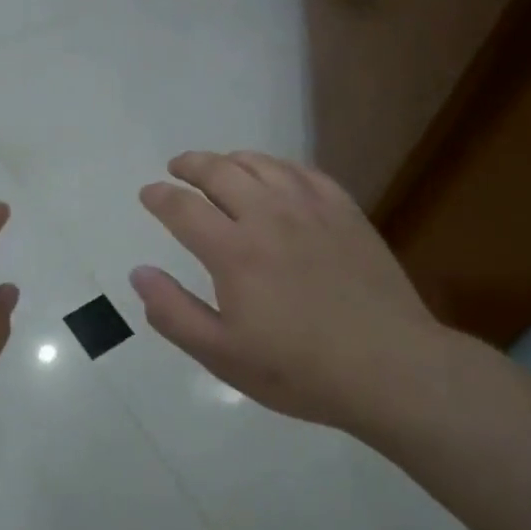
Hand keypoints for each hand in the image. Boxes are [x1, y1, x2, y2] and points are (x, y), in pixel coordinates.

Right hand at [131, 150, 449, 434]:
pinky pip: (304, 171)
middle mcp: (267, 216)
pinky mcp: (345, 212)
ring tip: (219, 166)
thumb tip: (139, 273)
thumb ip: (173, 312)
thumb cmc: (299, 369)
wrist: (391, 369)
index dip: (159, 197)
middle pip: (219, 171)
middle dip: (190, 165)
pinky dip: (278, 165)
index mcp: (233, 250)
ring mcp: (311, 209)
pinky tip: (274, 174)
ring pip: (261, 164)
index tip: (148, 194)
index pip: (182, 207)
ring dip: (231, 159)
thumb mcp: (223, 355)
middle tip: (176, 168)